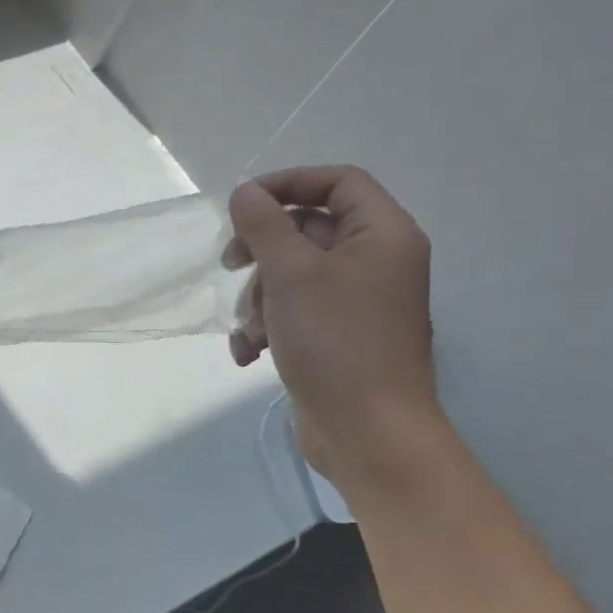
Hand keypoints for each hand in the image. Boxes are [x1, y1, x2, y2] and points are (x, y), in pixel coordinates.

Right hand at [223, 166, 439, 480]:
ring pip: (292, 275)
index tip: (241, 204)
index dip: (288, 184)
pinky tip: (250, 352)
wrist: (367, 430)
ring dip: (258, 298)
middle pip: (308, 230)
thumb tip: (245, 192)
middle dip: (262, 250)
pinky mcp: (336, 336)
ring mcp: (356, 302)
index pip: (338, 182)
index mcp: (382, 236)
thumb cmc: (336, 341)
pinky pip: (293, 312)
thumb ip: (265, 227)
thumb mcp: (292, 274)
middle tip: (230, 263)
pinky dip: (267, 326)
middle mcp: (374, 262)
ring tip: (251, 328)